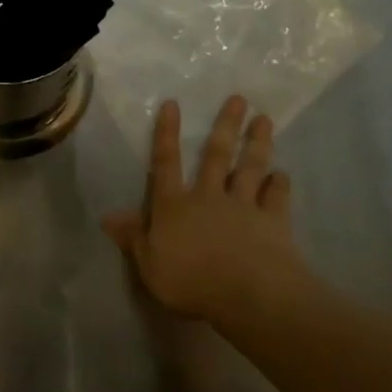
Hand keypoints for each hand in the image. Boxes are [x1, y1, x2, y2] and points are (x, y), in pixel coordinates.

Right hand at [104, 96, 303, 323]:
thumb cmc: (191, 281)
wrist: (247, 293)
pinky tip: (284, 174)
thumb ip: (133, 238)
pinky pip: (276, 199)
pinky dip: (280, 185)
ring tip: (265, 119)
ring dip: (257, 144)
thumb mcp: (149, 265)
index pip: (166, 164)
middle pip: (216, 156)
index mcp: (175, 206)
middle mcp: (208, 197)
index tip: (173, 104)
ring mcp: (243, 206)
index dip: (167, 134)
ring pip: (249, 168)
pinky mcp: (272, 222)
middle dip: (226, 125)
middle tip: (239, 98)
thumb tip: (108, 216)